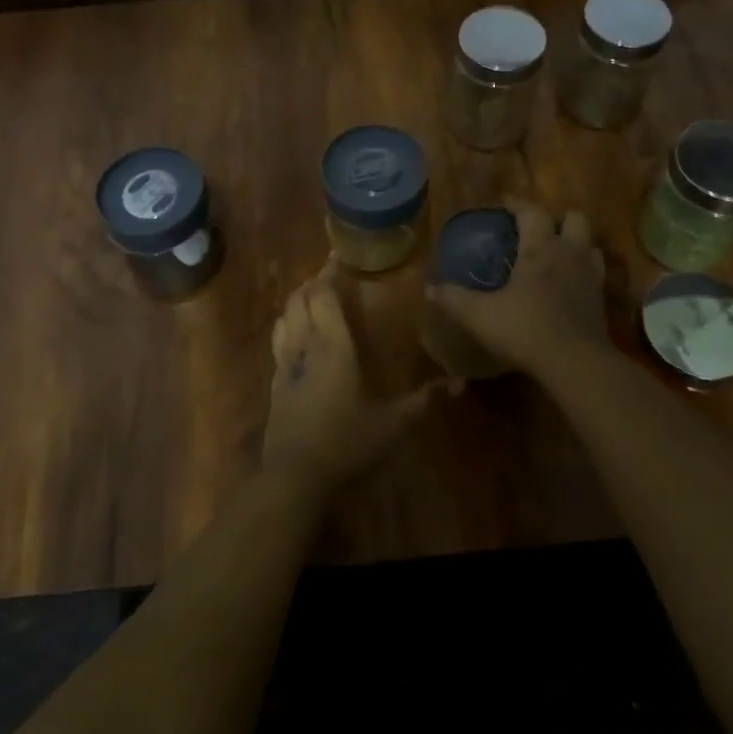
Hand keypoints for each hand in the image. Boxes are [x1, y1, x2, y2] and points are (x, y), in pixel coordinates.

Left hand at [262, 261, 447, 494]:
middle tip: (329, 275)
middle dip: (312, 282)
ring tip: (312, 298)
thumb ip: (422, 402)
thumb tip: (458, 384)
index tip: (338, 257)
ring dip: (296, 301)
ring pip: (284, 317)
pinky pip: (278, 340)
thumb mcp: (392, 426)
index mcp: (333, 347)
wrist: (294, 476)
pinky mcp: (274, 383)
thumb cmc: (346, 444)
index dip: (329, 274)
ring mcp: (284, 364)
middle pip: (299, 299)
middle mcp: (305, 346)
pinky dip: (287, 325)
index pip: (324, 296)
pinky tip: (297, 336)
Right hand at [425, 196, 608, 378]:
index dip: (518, 204)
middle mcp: (569, 253)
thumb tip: (429, 289)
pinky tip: (568, 284)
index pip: (533, 211)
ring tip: (554, 255)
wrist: (575, 363)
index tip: (504, 204)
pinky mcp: (601, 299)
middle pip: (574, 218)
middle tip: (536, 231)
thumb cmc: (525, 329)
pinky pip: (595, 272)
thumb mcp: (479, 315)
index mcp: (540, 248)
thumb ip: (454, 299)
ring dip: (574, 243)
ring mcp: (590, 275)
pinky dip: (582, 271)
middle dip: (556, 219)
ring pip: (589, 244)